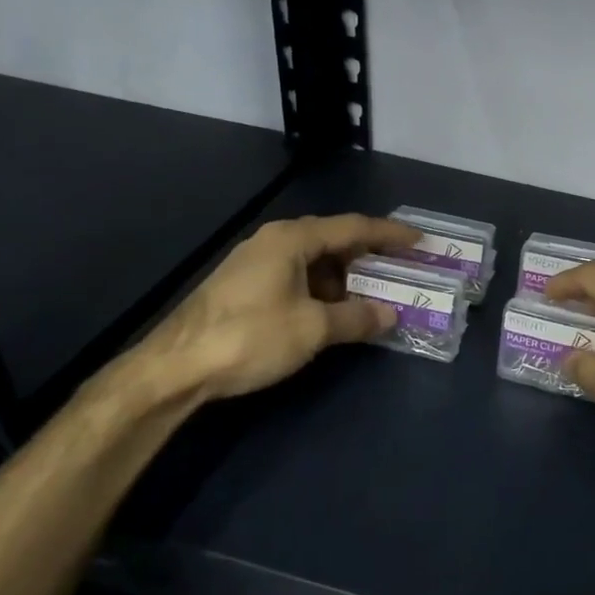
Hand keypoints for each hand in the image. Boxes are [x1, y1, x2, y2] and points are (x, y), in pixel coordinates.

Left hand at [136, 213, 418, 400]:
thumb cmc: (249, 336)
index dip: (390, 235)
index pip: (353, 227)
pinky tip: (332, 312)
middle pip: (333, 240)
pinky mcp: (244, 286)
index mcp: (292, 239)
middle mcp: (274, 241)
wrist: (174, 367)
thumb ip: (357, 319)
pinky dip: (322, 290)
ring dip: (345, 278)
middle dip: (369, 257)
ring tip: (372, 298)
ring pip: (313, 261)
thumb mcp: (313, 329)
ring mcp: (255, 263)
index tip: (420, 241)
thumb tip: (390, 315)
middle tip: (401, 270)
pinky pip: (296, 276)